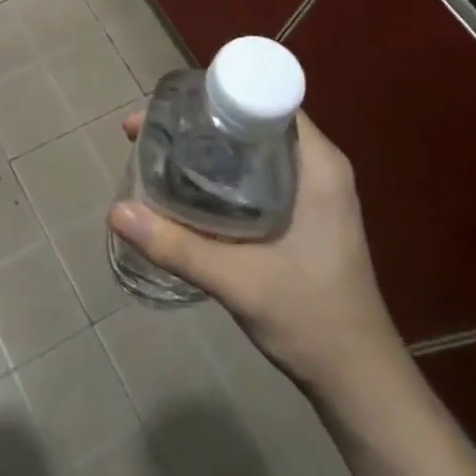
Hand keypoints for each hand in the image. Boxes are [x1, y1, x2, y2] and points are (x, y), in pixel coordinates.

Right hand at [108, 110, 401, 391]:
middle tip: (148, 131)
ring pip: (249, 146)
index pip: (266, 97)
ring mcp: (310, 189)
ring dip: (204, 146)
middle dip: (198, 120)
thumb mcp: (239, 281)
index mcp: (317, 164)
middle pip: (250, 118)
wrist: (359, 382)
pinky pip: (252, 171)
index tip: (169, 106)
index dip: (216, 93)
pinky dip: (217, 171)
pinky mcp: (299, 212)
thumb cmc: (313, 320)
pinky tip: (183, 187)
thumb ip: (176, 246)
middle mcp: (315, 165)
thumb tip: (116, 210)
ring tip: (156, 152)